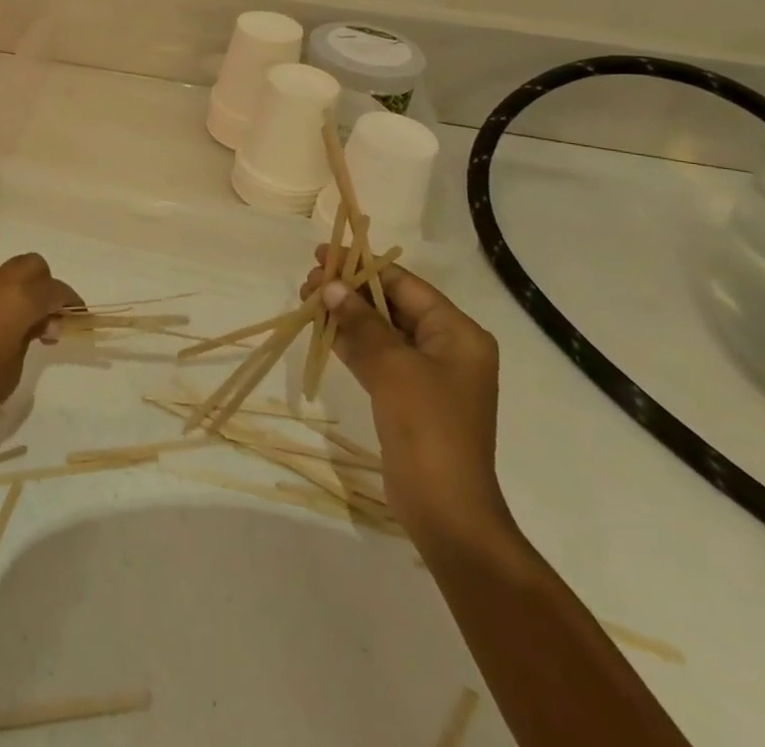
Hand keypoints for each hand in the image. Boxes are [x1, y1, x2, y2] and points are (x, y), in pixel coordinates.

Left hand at [0, 254, 82, 475]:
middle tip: (51, 321)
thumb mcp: (10, 373)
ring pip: (8, 274)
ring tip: (27, 331)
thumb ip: (28, 340)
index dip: (72, 303)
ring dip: (23, 291)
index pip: (55, 290)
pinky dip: (2, 300)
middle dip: (47, 286)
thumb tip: (35, 324)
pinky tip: (0, 334)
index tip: (80, 321)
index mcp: (16, 300)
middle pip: (32, 266)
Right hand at [302, 249, 513, 554]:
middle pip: (392, 304)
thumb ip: (360, 321)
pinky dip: (350, 341)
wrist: (445, 509)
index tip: (323, 253)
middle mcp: (446, 347)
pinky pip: (376, 356)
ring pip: (380, 329)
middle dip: (350, 290)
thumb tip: (329, 285)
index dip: (363, 266)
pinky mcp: (408, 396)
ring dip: (346, 314)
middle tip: (308, 280)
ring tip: (307, 299)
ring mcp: (427, 374)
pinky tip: (321, 328)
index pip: (405, 284)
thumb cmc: (428, 427)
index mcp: (457, 333)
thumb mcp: (393, 366)